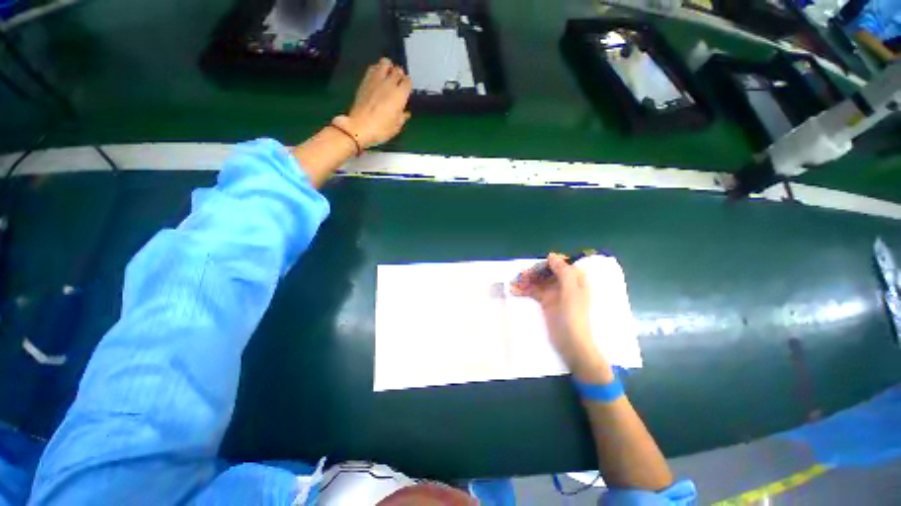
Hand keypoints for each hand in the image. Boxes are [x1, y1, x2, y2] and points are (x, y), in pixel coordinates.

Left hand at [333, 58, 411, 148]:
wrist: (360, 126)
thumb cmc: (381, 129)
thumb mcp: (396, 126)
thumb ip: (402, 116)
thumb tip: (404, 112)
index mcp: (400, 94)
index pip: (407, 81)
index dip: (408, 85)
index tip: (406, 91)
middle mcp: (389, 83)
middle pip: (398, 70)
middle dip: (400, 75)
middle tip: (398, 83)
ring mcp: (376, 79)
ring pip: (385, 63)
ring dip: (389, 67)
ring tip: (388, 75)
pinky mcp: (365, 80)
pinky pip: (373, 67)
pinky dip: (377, 69)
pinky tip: (377, 77)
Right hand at [511, 253, 612, 381]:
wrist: (571, 344)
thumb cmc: (573, 316)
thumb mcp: (571, 292)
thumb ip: (563, 272)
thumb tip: (552, 255)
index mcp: (575, 279)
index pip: (560, 264)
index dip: (547, 264)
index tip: (535, 268)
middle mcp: (565, 284)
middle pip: (547, 271)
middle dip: (534, 272)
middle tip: (520, 276)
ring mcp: (555, 293)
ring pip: (539, 281)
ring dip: (527, 281)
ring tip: (513, 283)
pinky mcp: (546, 302)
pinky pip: (534, 291)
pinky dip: (525, 290)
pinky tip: (514, 291)